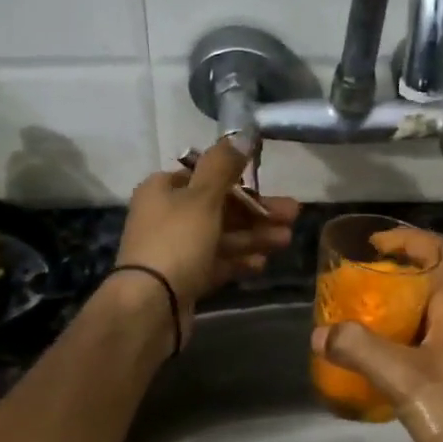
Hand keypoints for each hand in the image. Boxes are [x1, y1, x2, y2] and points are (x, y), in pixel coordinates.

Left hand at [115, 139, 299, 326]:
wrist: (150, 306)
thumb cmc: (176, 242)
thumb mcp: (202, 197)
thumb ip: (223, 166)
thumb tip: (241, 135)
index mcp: (163, 190)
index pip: (204, 176)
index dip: (238, 180)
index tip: (268, 185)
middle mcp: (166, 216)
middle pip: (218, 207)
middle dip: (256, 211)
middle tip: (292, 215)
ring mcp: (174, 250)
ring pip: (221, 236)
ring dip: (253, 236)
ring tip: (286, 239)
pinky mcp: (183, 278)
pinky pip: (216, 263)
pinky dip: (238, 261)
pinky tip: (262, 264)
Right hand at [312, 232, 442, 441]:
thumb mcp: (405, 378)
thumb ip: (360, 350)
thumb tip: (319, 332)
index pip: (442, 255)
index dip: (411, 240)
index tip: (373, 245)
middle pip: (425, 284)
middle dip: (388, 276)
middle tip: (349, 284)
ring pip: (414, 320)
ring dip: (383, 314)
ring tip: (345, 320)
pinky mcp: (441, 388)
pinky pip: (408, 353)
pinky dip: (383, 349)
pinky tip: (357, 366)